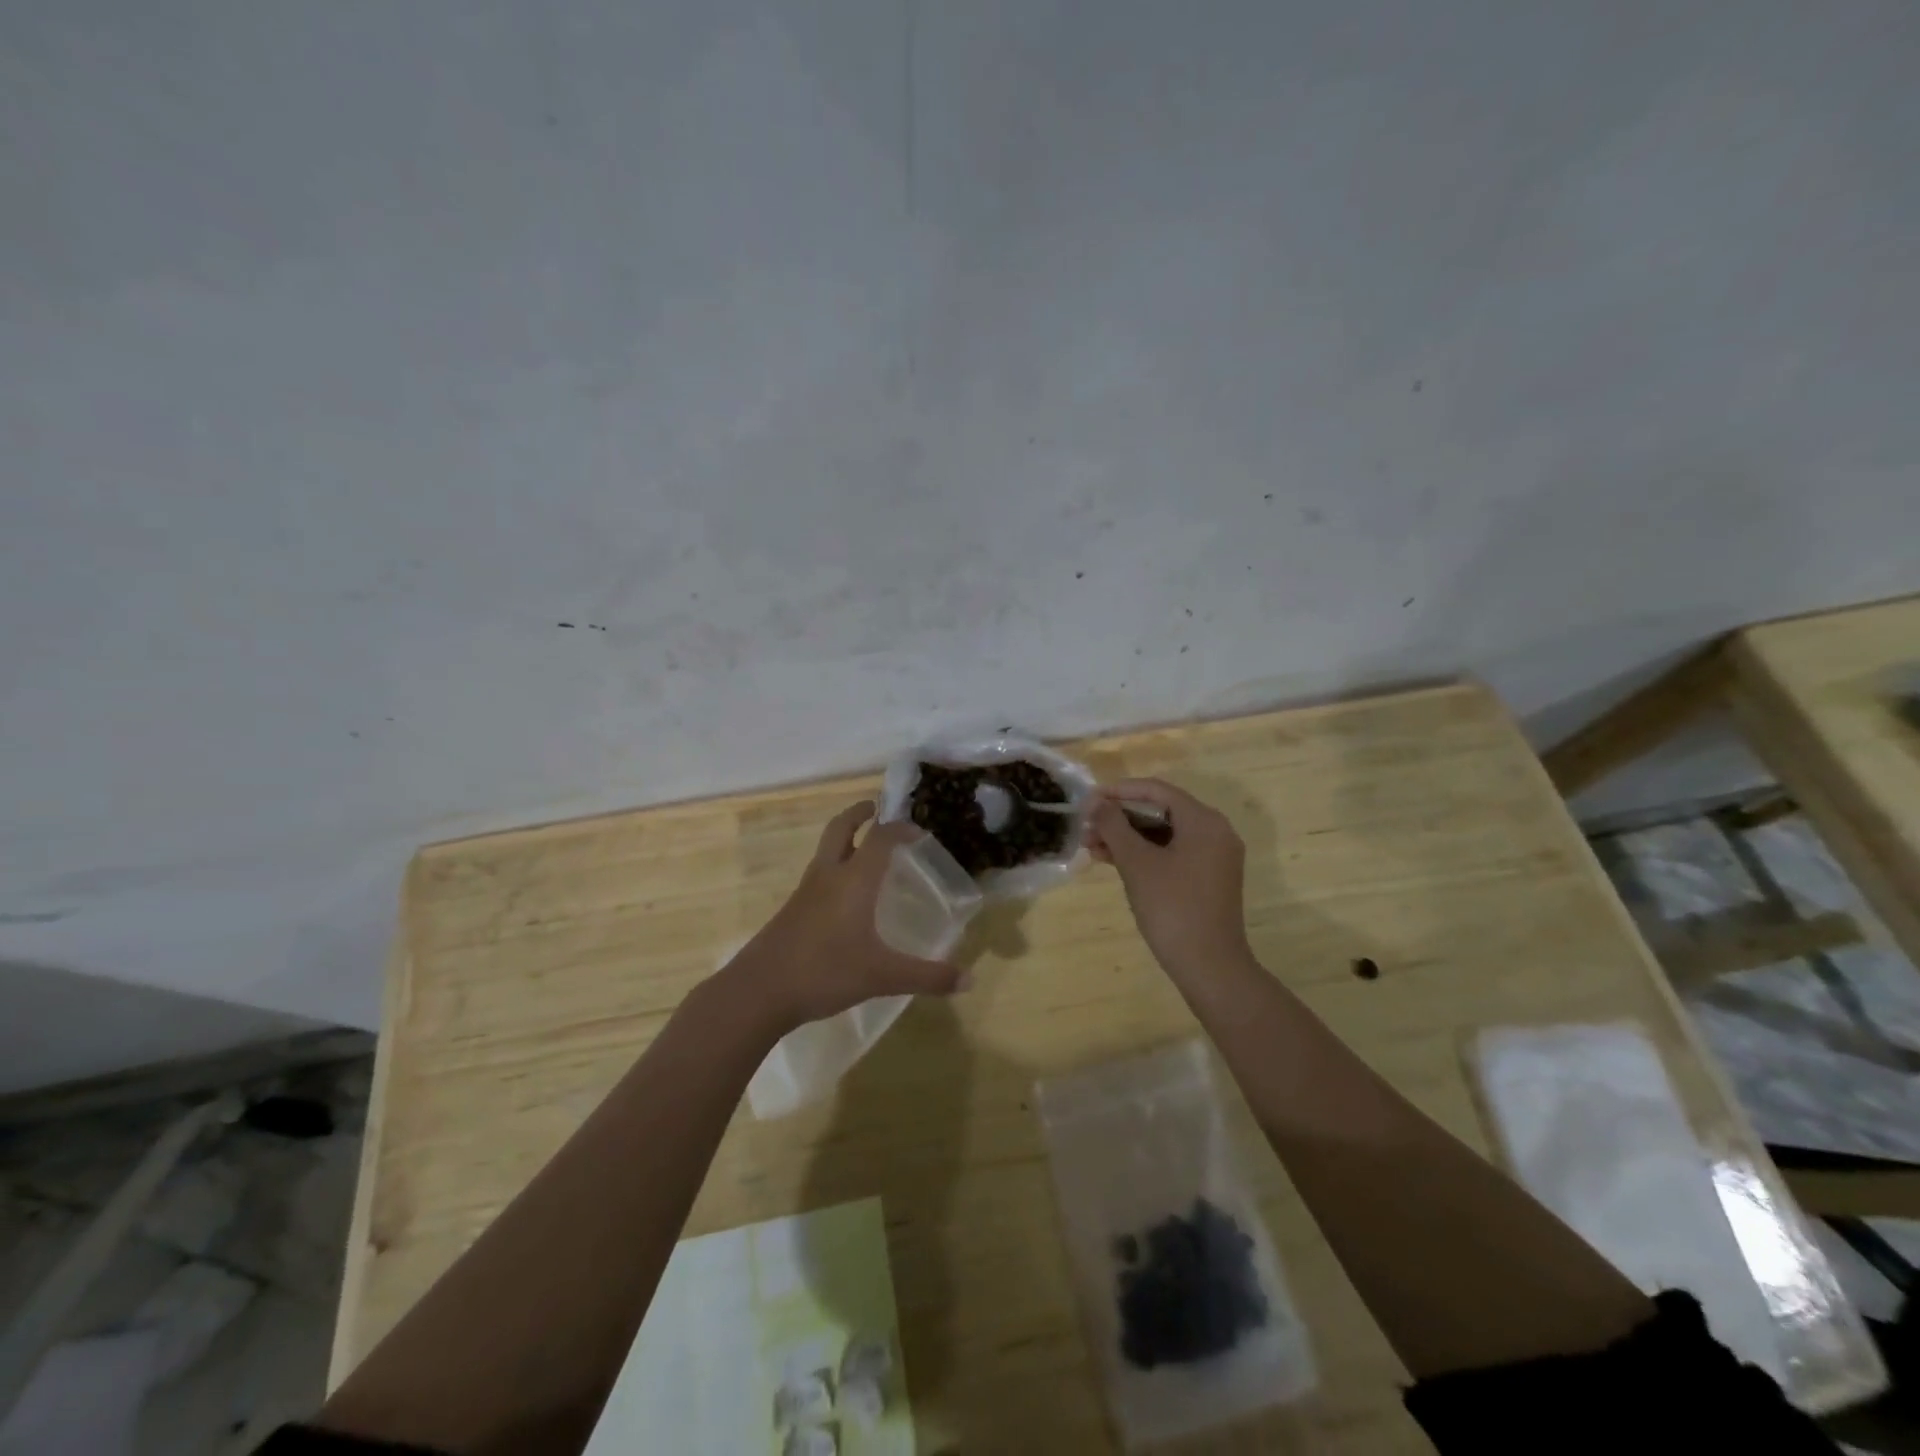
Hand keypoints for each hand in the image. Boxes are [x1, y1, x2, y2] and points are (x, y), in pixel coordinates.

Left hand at [732, 801, 965, 1031]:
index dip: (901, 828)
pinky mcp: (792, 909)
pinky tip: (844, 894)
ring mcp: (805, 891)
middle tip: (876, 809)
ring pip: (826, 849)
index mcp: (854, 880)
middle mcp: (829, 876)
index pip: (880, 837)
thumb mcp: (883, 977)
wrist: (759, 991)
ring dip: (845, 838)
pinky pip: (817, 874)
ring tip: (864, 848)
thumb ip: (927, 977)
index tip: (919, 831)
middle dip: (860, 814)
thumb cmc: (825, 972)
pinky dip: (834, 866)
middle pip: (841, 828)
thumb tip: (970, 980)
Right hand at [1087, 779, 1252, 978]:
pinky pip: (1171, 854)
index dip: (1119, 791)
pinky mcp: (1207, 879)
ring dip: (1127, 837)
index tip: (1089, 799)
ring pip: (1163, 834)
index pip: (1157, 790)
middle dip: (1120, 817)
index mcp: (1203, 821)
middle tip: (1086, 826)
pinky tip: (1112, 861)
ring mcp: (1213, 857)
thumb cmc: (1172, 907)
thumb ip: (1114, 826)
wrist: (1209, 966)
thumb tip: (1095, 802)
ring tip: (1091, 846)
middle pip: (1161, 811)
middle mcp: (1214, 832)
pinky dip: (1143, 854)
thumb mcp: (1136, 862)